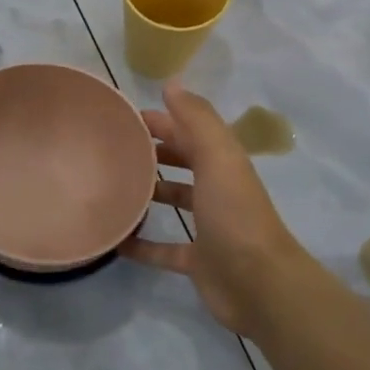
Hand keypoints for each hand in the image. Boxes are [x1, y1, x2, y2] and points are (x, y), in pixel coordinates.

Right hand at [124, 82, 315, 334]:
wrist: (260, 284)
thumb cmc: (235, 214)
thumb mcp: (218, 158)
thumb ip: (196, 120)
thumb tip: (172, 84)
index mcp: (222, 162)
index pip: (187, 131)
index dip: (159, 120)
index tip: (121, 117)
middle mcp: (216, 189)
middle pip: (181, 162)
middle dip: (151, 152)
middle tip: (110, 149)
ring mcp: (208, 227)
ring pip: (174, 202)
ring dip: (148, 193)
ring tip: (109, 187)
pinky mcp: (198, 260)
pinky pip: (164, 249)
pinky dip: (142, 244)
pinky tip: (116, 241)